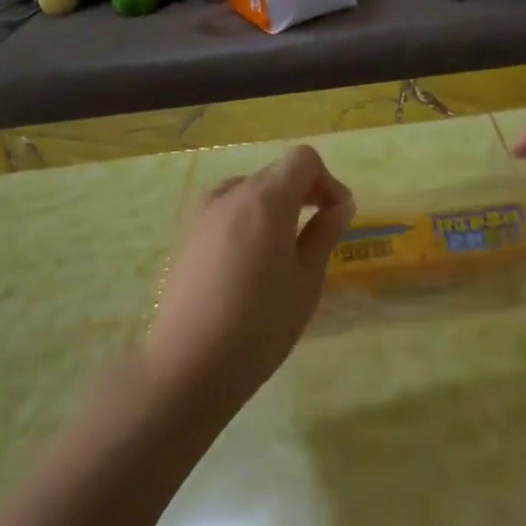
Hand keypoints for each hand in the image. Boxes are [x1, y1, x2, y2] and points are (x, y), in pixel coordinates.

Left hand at [144, 146, 354, 410]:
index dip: (328, 181)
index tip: (338, 216)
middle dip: (304, 192)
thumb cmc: (259, 324)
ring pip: (249, 190)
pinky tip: (249, 262)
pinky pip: (226, 210)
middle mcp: (230, 194)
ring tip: (283, 248)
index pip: (303, 160)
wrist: (188, 366)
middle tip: (319, 233)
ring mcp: (202, 213)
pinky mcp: (186, 235)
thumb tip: (340, 204)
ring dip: (274, 205)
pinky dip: (248, 219)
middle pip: (276, 172)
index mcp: (265, 199)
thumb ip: (325, 232)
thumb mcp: (306, 279)